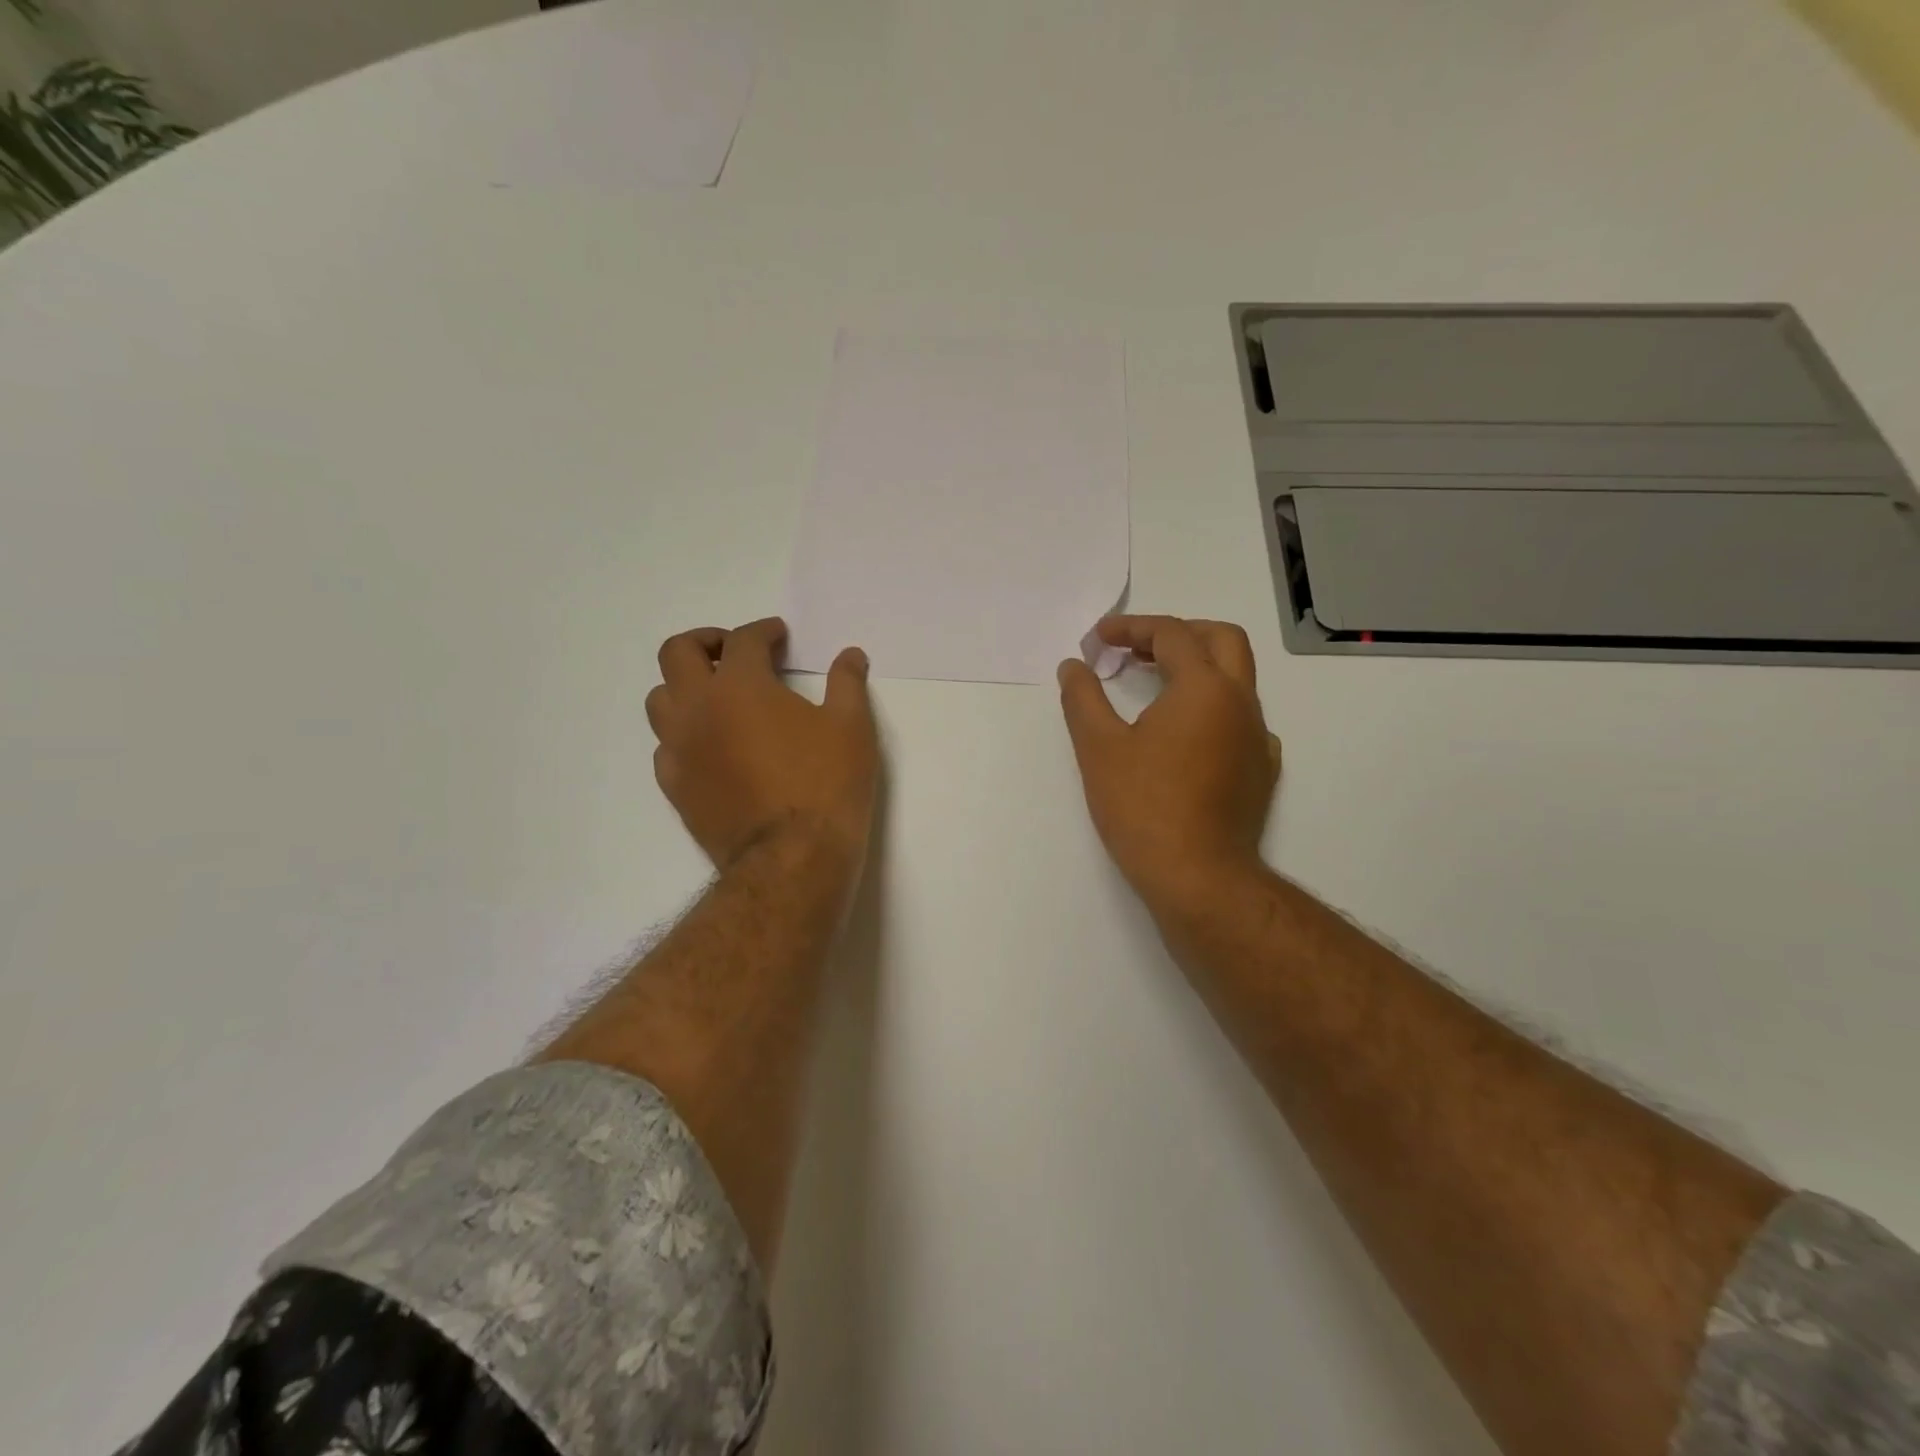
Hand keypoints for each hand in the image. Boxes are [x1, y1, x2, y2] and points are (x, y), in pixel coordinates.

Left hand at [647, 618, 878, 873]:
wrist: (792, 859)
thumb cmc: (826, 784)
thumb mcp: (852, 727)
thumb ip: (848, 683)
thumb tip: (851, 655)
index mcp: (740, 686)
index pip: (743, 640)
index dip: (764, 631)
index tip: (779, 636)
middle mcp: (698, 709)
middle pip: (678, 653)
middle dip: (707, 642)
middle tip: (735, 652)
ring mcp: (680, 750)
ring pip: (660, 699)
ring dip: (685, 686)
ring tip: (717, 696)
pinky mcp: (675, 787)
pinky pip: (665, 747)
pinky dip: (683, 734)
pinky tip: (711, 746)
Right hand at [1058, 616, 1280, 912]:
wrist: (1199, 877)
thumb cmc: (1144, 807)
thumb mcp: (1098, 748)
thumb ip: (1083, 698)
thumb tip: (1073, 666)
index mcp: (1205, 687)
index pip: (1171, 634)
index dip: (1131, 628)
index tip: (1098, 639)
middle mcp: (1241, 702)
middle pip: (1221, 640)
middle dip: (1178, 633)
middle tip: (1137, 648)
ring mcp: (1258, 737)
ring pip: (1235, 679)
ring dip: (1196, 668)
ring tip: (1152, 685)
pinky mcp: (1261, 770)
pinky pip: (1241, 718)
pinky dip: (1211, 707)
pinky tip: (1184, 734)